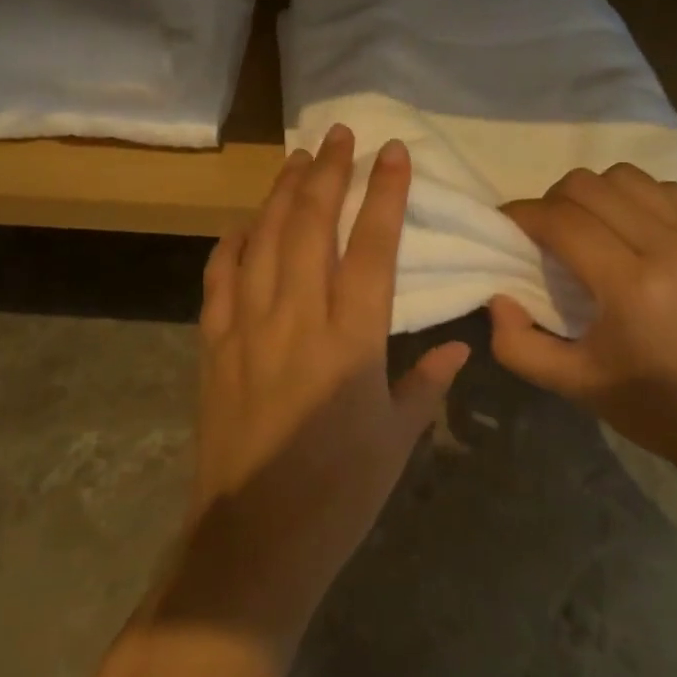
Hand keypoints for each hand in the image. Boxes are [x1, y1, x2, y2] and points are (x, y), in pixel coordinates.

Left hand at [184, 125, 469, 642]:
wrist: (254, 542)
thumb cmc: (340, 494)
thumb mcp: (398, 439)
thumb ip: (428, 383)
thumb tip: (462, 344)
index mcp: (351, 338)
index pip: (373, 246)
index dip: (386, 194)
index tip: (394, 152)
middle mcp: (298, 317)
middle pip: (312, 225)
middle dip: (329, 173)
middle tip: (340, 134)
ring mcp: (248, 326)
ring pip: (265, 239)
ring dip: (282, 193)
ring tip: (298, 158)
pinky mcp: (213, 344)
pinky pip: (221, 277)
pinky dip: (233, 243)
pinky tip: (245, 223)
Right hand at [489, 164, 676, 484]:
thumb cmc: (655, 408)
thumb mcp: (574, 387)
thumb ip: (518, 345)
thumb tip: (498, 296)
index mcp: (631, 289)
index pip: (561, 221)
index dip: (521, 215)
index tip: (506, 227)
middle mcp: (670, 248)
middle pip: (589, 186)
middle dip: (552, 201)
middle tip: (546, 233)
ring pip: (627, 177)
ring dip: (595, 194)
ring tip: (590, 227)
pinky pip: (668, 188)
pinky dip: (639, 197)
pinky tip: (634, 228)